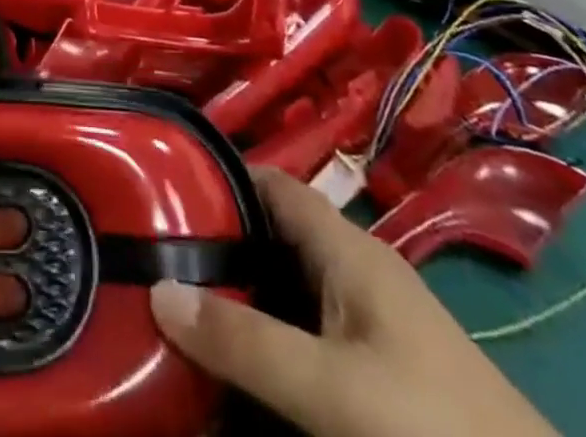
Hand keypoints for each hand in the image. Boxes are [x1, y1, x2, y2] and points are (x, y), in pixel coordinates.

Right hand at [151, 167, 556, 436]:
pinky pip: (304, 327)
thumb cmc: (430, 424)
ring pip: (287, 283)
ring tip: (179, 299)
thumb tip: (158, 290)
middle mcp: (356, 270)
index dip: (219, 174)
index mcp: (348, 248)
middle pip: (274, 232)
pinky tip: (236, 355)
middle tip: (156, 251)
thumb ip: (246, 342)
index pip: (272, 182)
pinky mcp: (378, 366)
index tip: (160, 185)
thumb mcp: (331, 387)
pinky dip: (266, 330)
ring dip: (240, 289)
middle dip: (219, 239)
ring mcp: (370, 320)